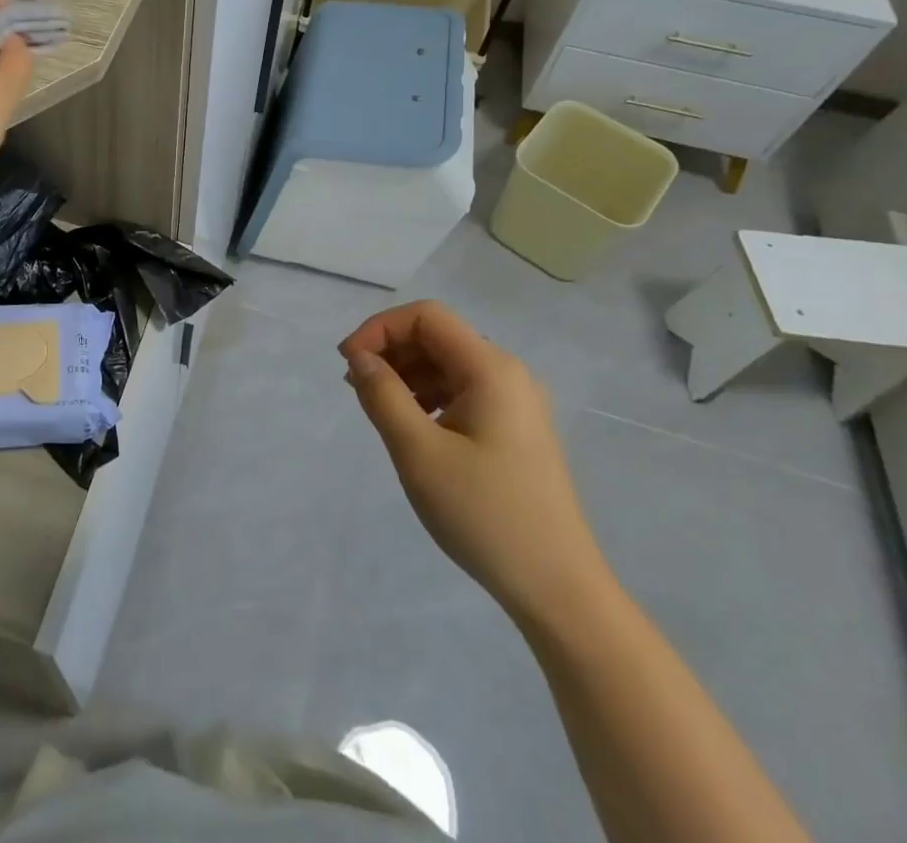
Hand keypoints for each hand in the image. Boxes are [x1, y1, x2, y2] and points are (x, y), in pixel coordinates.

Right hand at [341, 301, 612, 626]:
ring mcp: (516, 402)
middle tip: (355, 387)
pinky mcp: (515, 429)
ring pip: (448, 364)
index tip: (348, 364)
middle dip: (391, 351)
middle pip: (437, 336)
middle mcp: (508, 374)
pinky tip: (411, 426)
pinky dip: (428, 395)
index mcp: (491, 369)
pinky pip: (462, 391)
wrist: (558, 590)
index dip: (380, 328)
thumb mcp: (419, 453)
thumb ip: (382, 395)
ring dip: (407, 374)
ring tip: (377, 408)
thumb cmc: (484, 514)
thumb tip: (360, 358)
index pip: (426, 317)